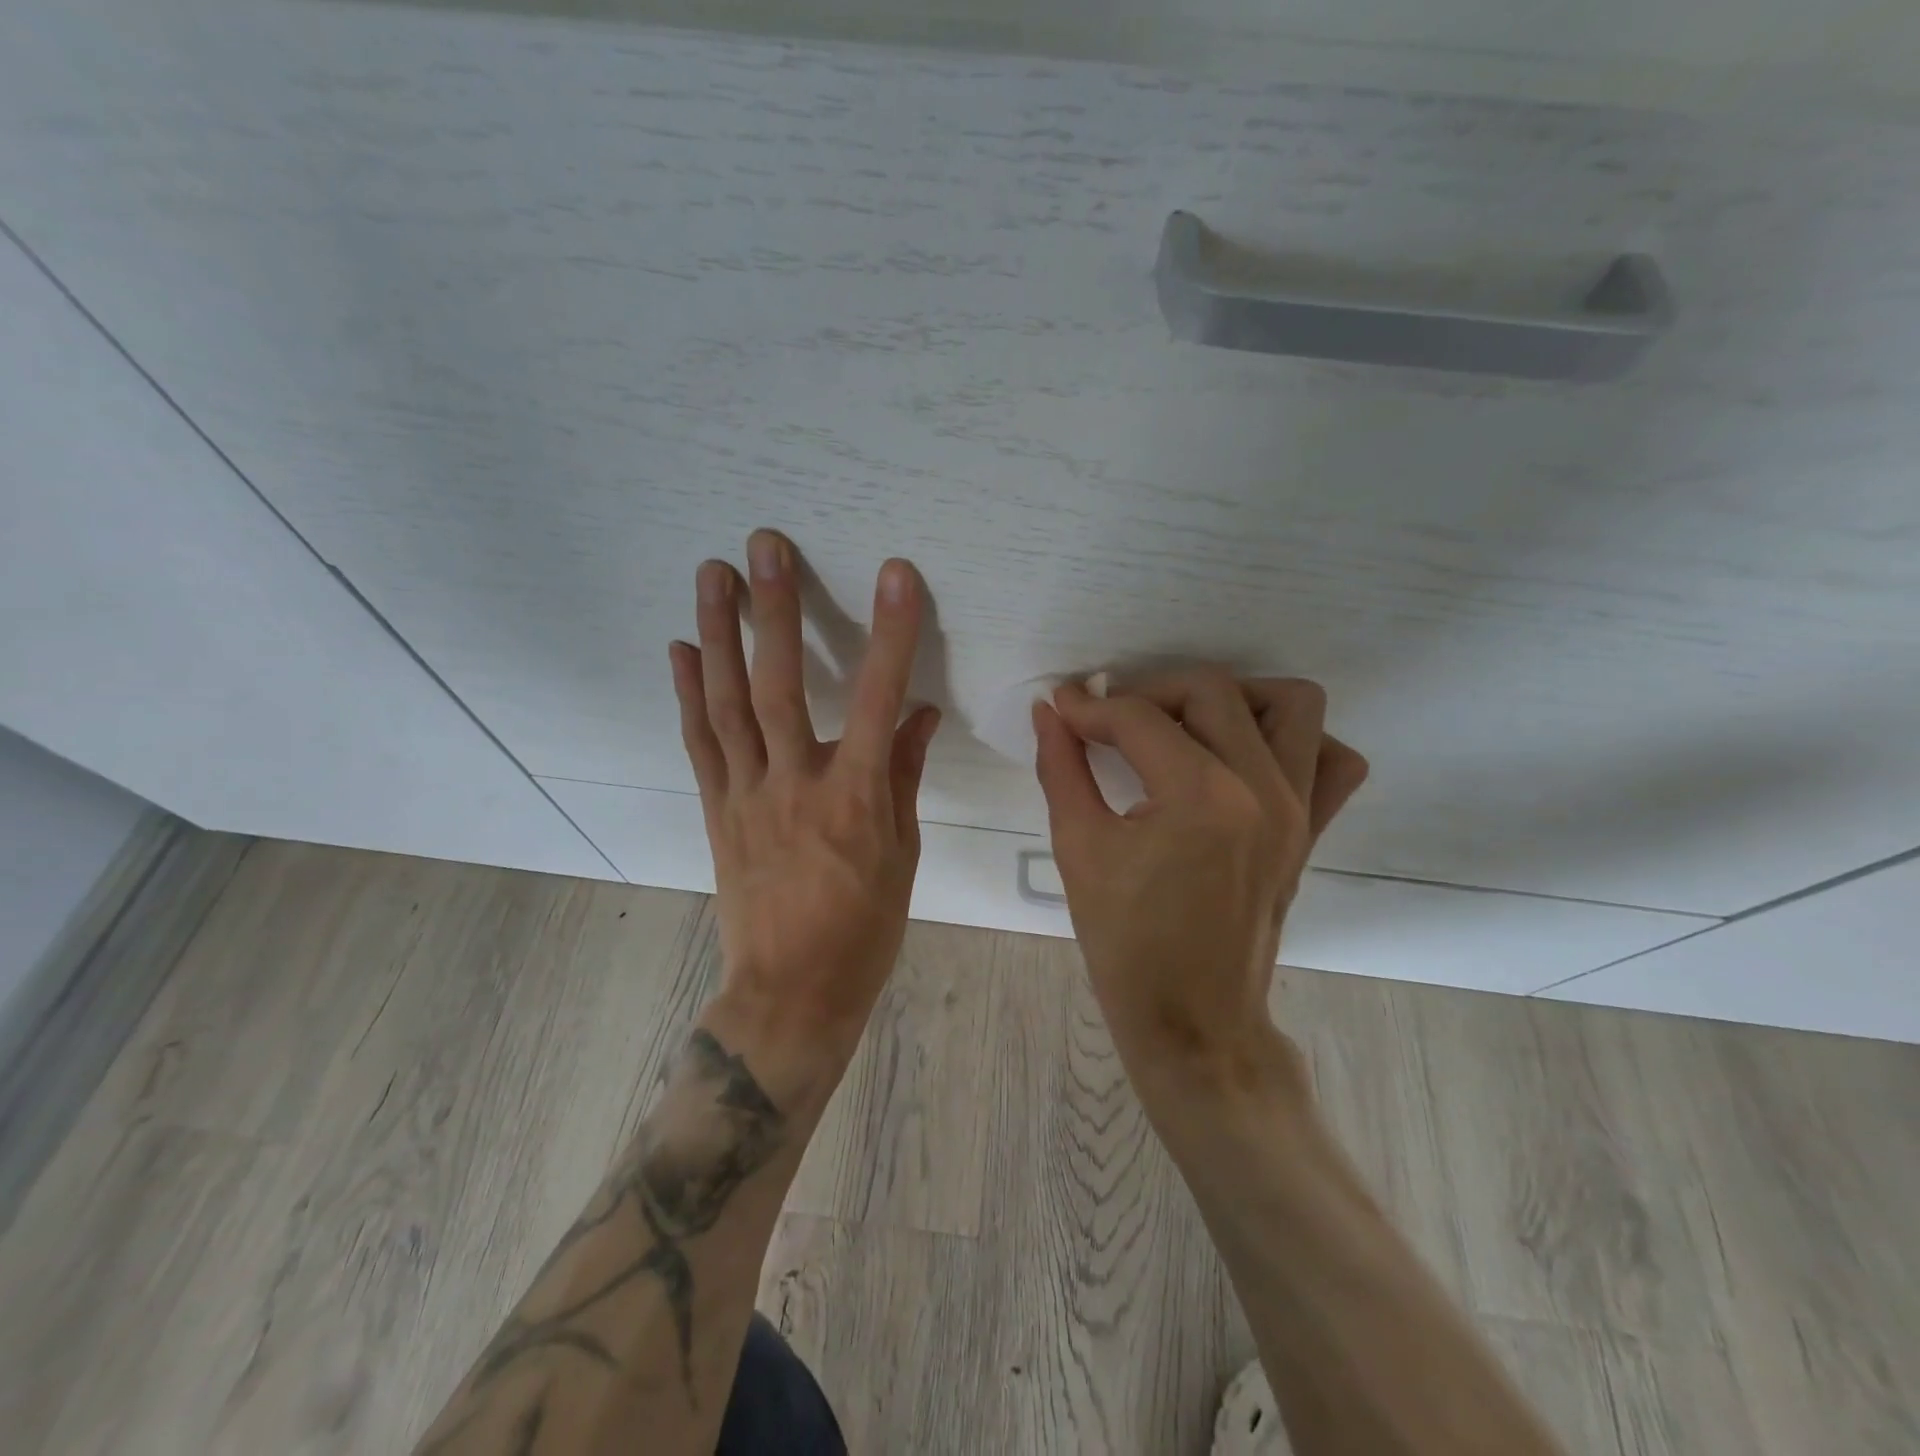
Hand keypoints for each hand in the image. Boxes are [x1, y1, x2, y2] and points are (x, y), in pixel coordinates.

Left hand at [671, 530, 939, 1068]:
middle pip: (780, 684)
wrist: (791, 992)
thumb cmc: (864, 929)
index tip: (896, 575)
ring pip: (728, 703)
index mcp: (855, 797)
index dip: (890, 634)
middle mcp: (794, 784)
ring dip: (719, 633)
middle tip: (764, 545)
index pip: (878, 700)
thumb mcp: (902, 855)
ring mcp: (746, 795)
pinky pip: (701, 743)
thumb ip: (903, 776)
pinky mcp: (717, 810)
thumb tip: (918, 713)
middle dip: (774, 610)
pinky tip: (683, 649)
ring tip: (712, 574)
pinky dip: (690, 693)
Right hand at [1033, 669, 1366, 1081]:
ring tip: (1184, 727)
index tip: (1061, 707)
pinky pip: (1331, 760)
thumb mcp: (1079, 849)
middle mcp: (1262, 789)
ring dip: (1233, 699)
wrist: (1192, 1019)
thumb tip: (1048, 712)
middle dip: (1150, 692)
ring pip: (1291, 704)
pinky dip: (1293, 741)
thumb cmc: (1125, 943)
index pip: (1139, 717)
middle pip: (1212, 690)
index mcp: (1199, 797)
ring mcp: (1299, 808)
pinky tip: (1243, 758)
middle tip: (1111, 720)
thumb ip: (1061, 768)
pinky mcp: (1313, 830)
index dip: (1089, 706)